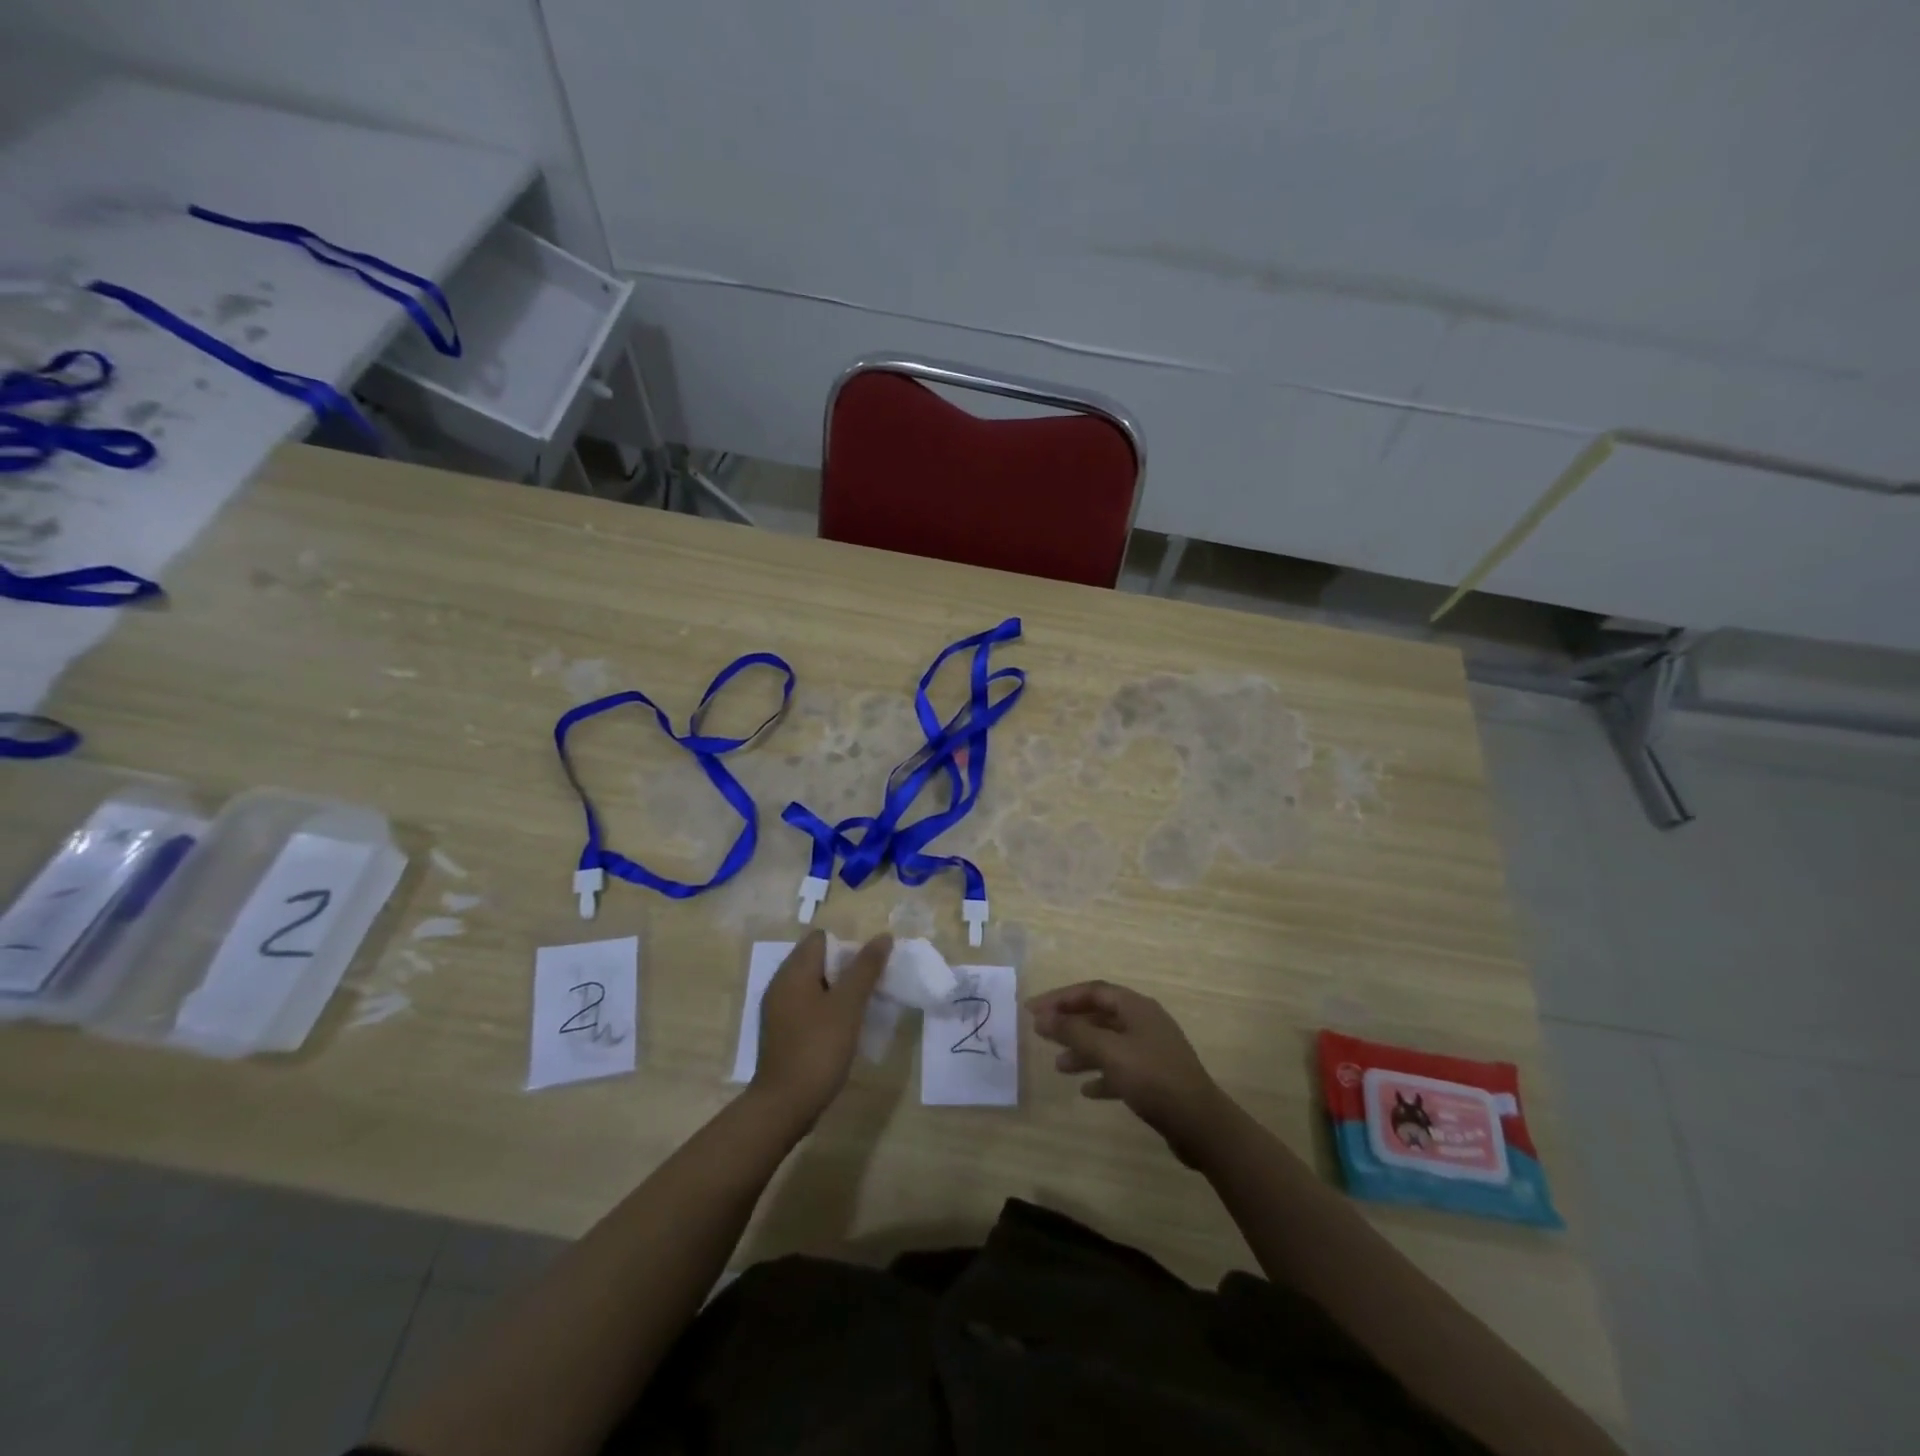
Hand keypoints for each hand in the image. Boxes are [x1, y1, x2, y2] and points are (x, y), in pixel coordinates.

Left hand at [751, 930, 890, 1129]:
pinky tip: (844, 1029)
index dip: (847, 945)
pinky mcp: (782, 1032)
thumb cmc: (818, 1048)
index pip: (821, 939)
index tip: (868, 968)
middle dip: (846, 969)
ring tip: (862, 1008)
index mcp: (793, 972)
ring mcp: (778, 1010)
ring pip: (814, 985)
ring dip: (838, 991)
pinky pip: (807, 1007)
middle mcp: (781, 984)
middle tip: (871, 988)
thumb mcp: (848, 1005)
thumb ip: (865, 968)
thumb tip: (883, 937)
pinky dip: (826, 1010)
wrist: (784, 1105)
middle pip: (817, 960)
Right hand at [1029, 980, 1237, 1166]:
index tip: (1033, 1010)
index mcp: (1136, 1007)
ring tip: (1059, 1067)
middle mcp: (1144, 1022)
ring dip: (1082, 1050)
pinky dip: (1101, 1074)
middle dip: (1070, 1023)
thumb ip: (1074, 1032)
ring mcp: (1152, 1050)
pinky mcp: (1156, 1077)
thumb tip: (1043, 1016)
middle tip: (1041, 1034)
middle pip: (1100, 1014)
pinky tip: (1086, 1090)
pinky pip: (1121, 1067)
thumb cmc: (1153, 1079)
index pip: (1092, 991)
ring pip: (1108, 1042)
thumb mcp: (1109, 1052)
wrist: (1201, 1125)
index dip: (1061, 998)